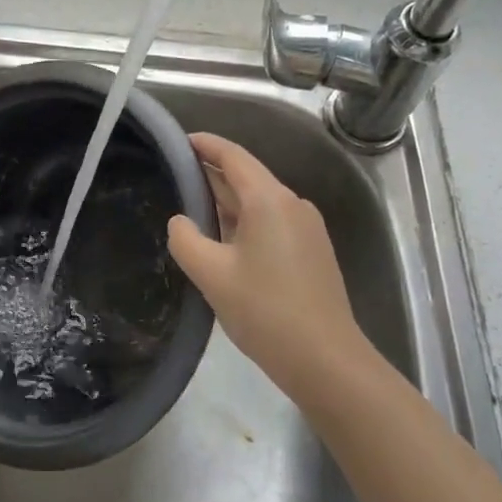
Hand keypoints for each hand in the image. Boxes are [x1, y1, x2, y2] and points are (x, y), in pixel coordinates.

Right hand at [167, 133, 369, 402]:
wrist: (326, 360)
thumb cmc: (265, 311)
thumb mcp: (211, 275)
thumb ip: (186, 239)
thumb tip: (181, 221)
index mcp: (269, 200)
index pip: (233, 156)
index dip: (205, 145)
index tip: (179, 140)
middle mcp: (292, 204)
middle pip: (247, 176)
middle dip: (212, 174)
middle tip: (175, 177)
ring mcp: (307, 227)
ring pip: (260, 201)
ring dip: (227, 201)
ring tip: (192, 208)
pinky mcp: (312, 250)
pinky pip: (272, 221)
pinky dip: (245, 221)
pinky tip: (224, 239)